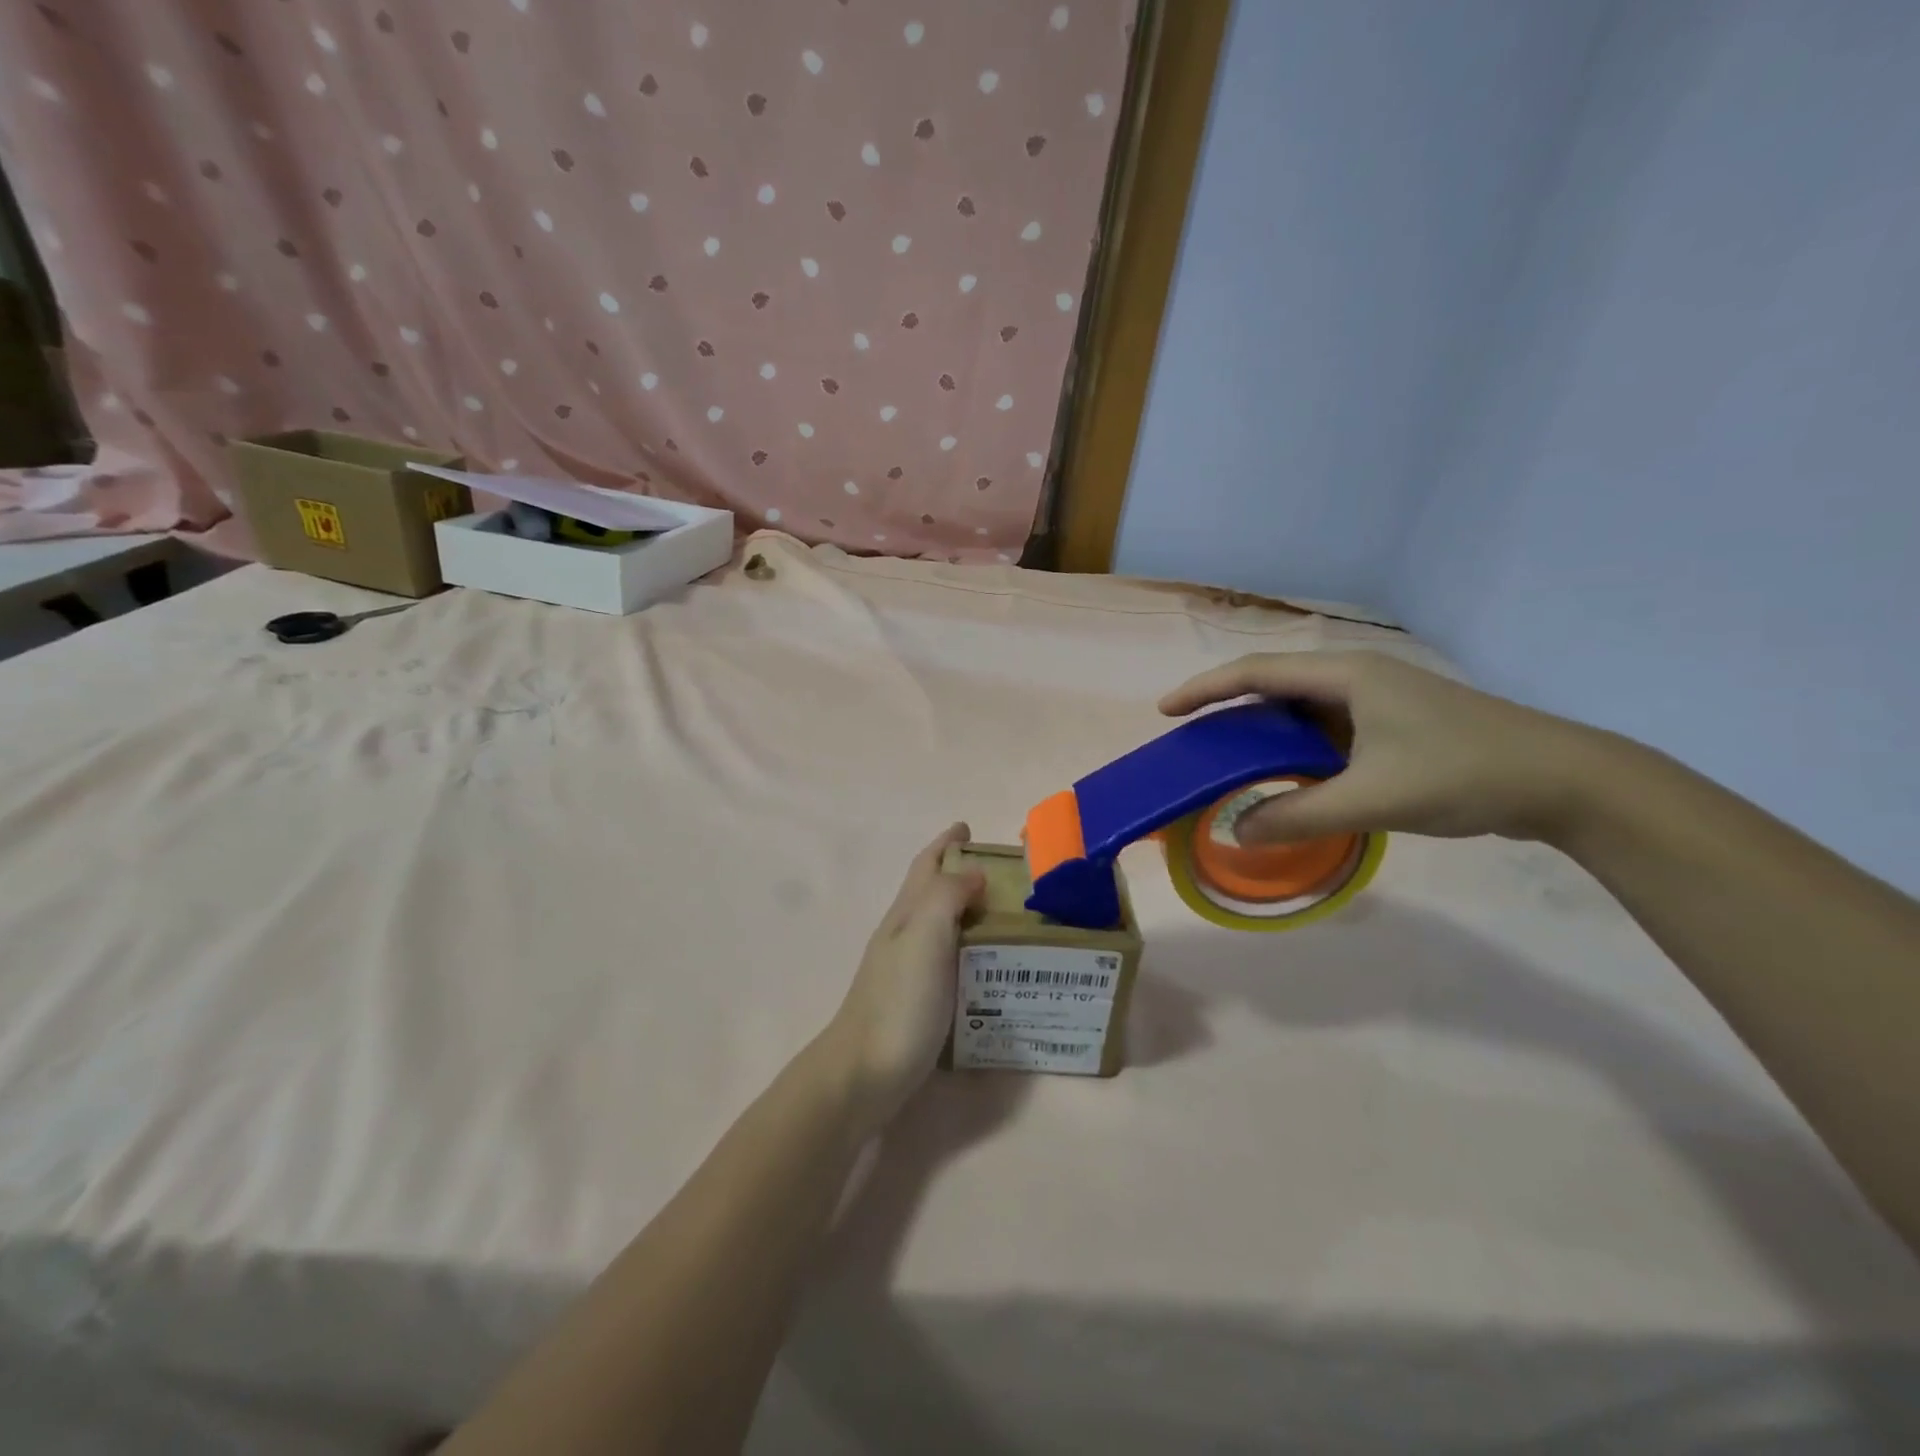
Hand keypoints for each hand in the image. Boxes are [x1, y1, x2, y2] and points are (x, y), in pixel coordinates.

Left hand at [822, 824, 985, 1127]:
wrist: (863, 1076)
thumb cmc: (898, 1002)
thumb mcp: (924, 936)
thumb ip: (947, 896)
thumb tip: (973, 873)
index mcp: (907, 914)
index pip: (927, 865)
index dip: (946, 843)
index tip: (968, 828)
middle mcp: (906, 936)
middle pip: (934, 893)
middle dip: (963, 874)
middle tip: (1007, 875)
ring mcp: (910, 971)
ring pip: (943, 927)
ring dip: (971, 912)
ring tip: (1010, 915)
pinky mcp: (920, 1002)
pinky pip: (952, 961)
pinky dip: (973, 951)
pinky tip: (993, 966)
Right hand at [1160, 651, 1610, 845]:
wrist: (1564, 780)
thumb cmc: (1463, 773)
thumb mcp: (1372, 798)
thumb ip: (1297, 815)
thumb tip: (1235, 831)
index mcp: (1347, 676)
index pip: (1256, 672)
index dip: (1206, 688)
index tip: (1167, 711)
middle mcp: (1358, 677)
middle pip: (1275, 685)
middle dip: (1229, 709)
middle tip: (1194, 740)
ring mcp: (1380, 699)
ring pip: (1302, 709)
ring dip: (1265, 732)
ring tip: (1230, 760)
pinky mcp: (1397, 724)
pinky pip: (1327, 729)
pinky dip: (1297, 748)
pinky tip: (1289, 775)